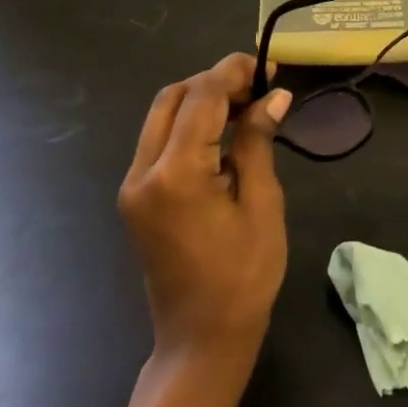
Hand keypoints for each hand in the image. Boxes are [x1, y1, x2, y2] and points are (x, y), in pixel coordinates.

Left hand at [118, 53, 292, 362]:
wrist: (201, 339)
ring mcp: (133, 185)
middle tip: (259, 88)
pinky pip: (159, 142)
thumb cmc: (244, 276)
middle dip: (215, 82)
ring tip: (247, 107)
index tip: (270, 68)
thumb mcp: (262, 205)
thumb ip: (258, 143)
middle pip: (172, 98)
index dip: (235, 73)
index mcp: (175, 175)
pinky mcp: (135, 197)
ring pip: (161, 116)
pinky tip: (225, 135)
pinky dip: (190, 126)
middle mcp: (142, 172)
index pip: (202, 98)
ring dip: (201, 101)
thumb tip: (274, 96)